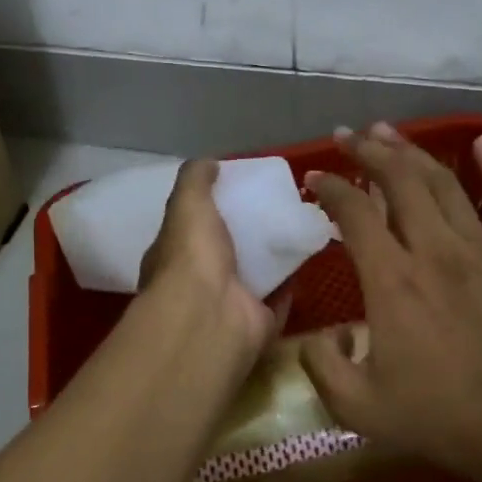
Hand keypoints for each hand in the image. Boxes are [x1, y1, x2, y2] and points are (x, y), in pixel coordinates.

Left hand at [138, 159, 279, 356]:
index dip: (209, 209)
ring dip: (272, 254)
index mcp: (174, 256)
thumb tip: (211, 161)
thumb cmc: (192, 256)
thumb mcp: (187, 204)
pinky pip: (279, 295)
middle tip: (275, 204)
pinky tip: (307, 252)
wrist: (213, 315)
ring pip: (254, 273)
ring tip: (297, 223)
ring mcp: (229, 304)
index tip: (236, 189)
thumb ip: (195, 179)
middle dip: (245, 232)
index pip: (190, 228)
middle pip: (226, 250)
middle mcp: (199, 282)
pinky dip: (292, 278)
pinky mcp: (260, 320)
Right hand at [302, 124, 481, 481]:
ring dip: (412, 151)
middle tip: (346, 136)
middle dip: (368, 151)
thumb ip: (321, 367)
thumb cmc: (437, 418)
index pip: (354, 213)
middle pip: (399, 180)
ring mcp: (481, 251)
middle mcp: (435, 251)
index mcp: (393, 281)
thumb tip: (317, 336)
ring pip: (443, 182)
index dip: (330, 187)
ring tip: (387, 131)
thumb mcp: (357, 407)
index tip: (314, 178)